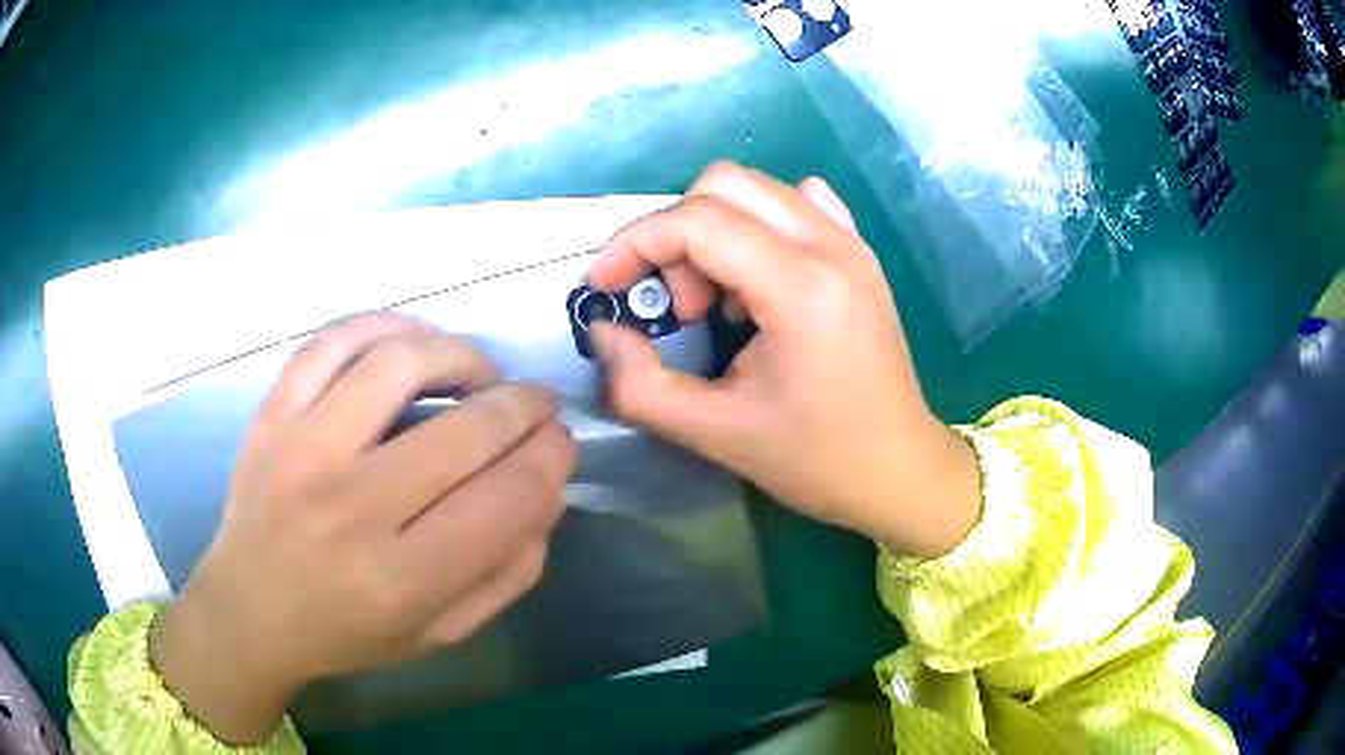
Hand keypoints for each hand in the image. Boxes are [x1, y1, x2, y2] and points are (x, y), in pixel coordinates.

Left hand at [151, 313, 574, 743]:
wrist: (250, 610)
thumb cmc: (349, 632)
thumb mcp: (442, 631)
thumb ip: (508, 573)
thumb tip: (547, 491)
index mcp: (403, 579)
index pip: (509, 496)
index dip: (552, 458)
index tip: (559, 444)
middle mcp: (354, 507)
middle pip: (469, 428)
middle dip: (527, 406)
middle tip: (536, 405)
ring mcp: (304, 449)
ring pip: (403, 363)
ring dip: (463, 355)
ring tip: (478, 373)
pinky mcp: (273, 414)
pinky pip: (333, 341)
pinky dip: (385, 325)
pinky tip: (411, 343)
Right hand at [587, 163, 979, 558]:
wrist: (900, 468)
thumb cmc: (816, 459)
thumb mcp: (715, 434)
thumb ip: (640, 385)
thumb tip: (602, 332)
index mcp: (799, 286)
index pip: (696, 221)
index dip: (633, 245)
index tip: (604, 288)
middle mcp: (830, 245)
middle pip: (724, 184)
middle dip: (676, 235)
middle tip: (680, 306)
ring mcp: (851, 242)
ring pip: (757, 189)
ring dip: (715, 230)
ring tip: (719, 302)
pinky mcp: (860, 253)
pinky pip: (797, 203)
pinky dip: (758, 226)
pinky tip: (760, 278)